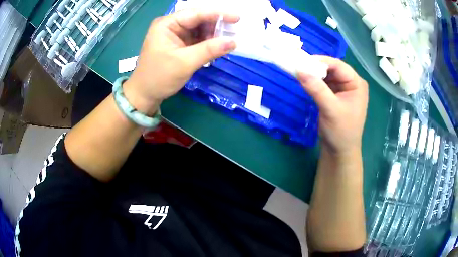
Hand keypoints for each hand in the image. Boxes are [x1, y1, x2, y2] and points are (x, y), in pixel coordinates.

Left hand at [123, 9, 238, 114]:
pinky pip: (197, 39)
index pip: (195, 13)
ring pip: (199, 29)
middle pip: (198, 19)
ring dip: (213, 34)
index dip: (217, 14)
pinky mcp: (179, 44)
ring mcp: (175, 35)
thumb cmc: (159, 77)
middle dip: (216, 25)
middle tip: (234, 32)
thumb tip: (233, 42)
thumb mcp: (184, 63)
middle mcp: (171, 25)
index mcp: (167, 24)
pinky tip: (218, 47)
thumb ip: (209, 50)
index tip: (237, 18)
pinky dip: (208, 42)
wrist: (145, 95)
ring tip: (228, 41)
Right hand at [297, 56, 367, 154]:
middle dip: (316, 68)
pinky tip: (305, 82)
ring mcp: (342, 89)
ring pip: (326, 75)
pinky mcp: (334, 96)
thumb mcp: (331, 110)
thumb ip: (317, 89)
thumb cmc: (341, 132)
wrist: (339, 151)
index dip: (321, 61)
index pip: (339, 66)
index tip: (302, 62)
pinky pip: (323, 84)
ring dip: (313, 75)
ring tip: (299, 73)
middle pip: (332, 69)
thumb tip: (300, 70)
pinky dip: (314, 82)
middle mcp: (350, 83)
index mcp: (356, 84)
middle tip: (298, 67)